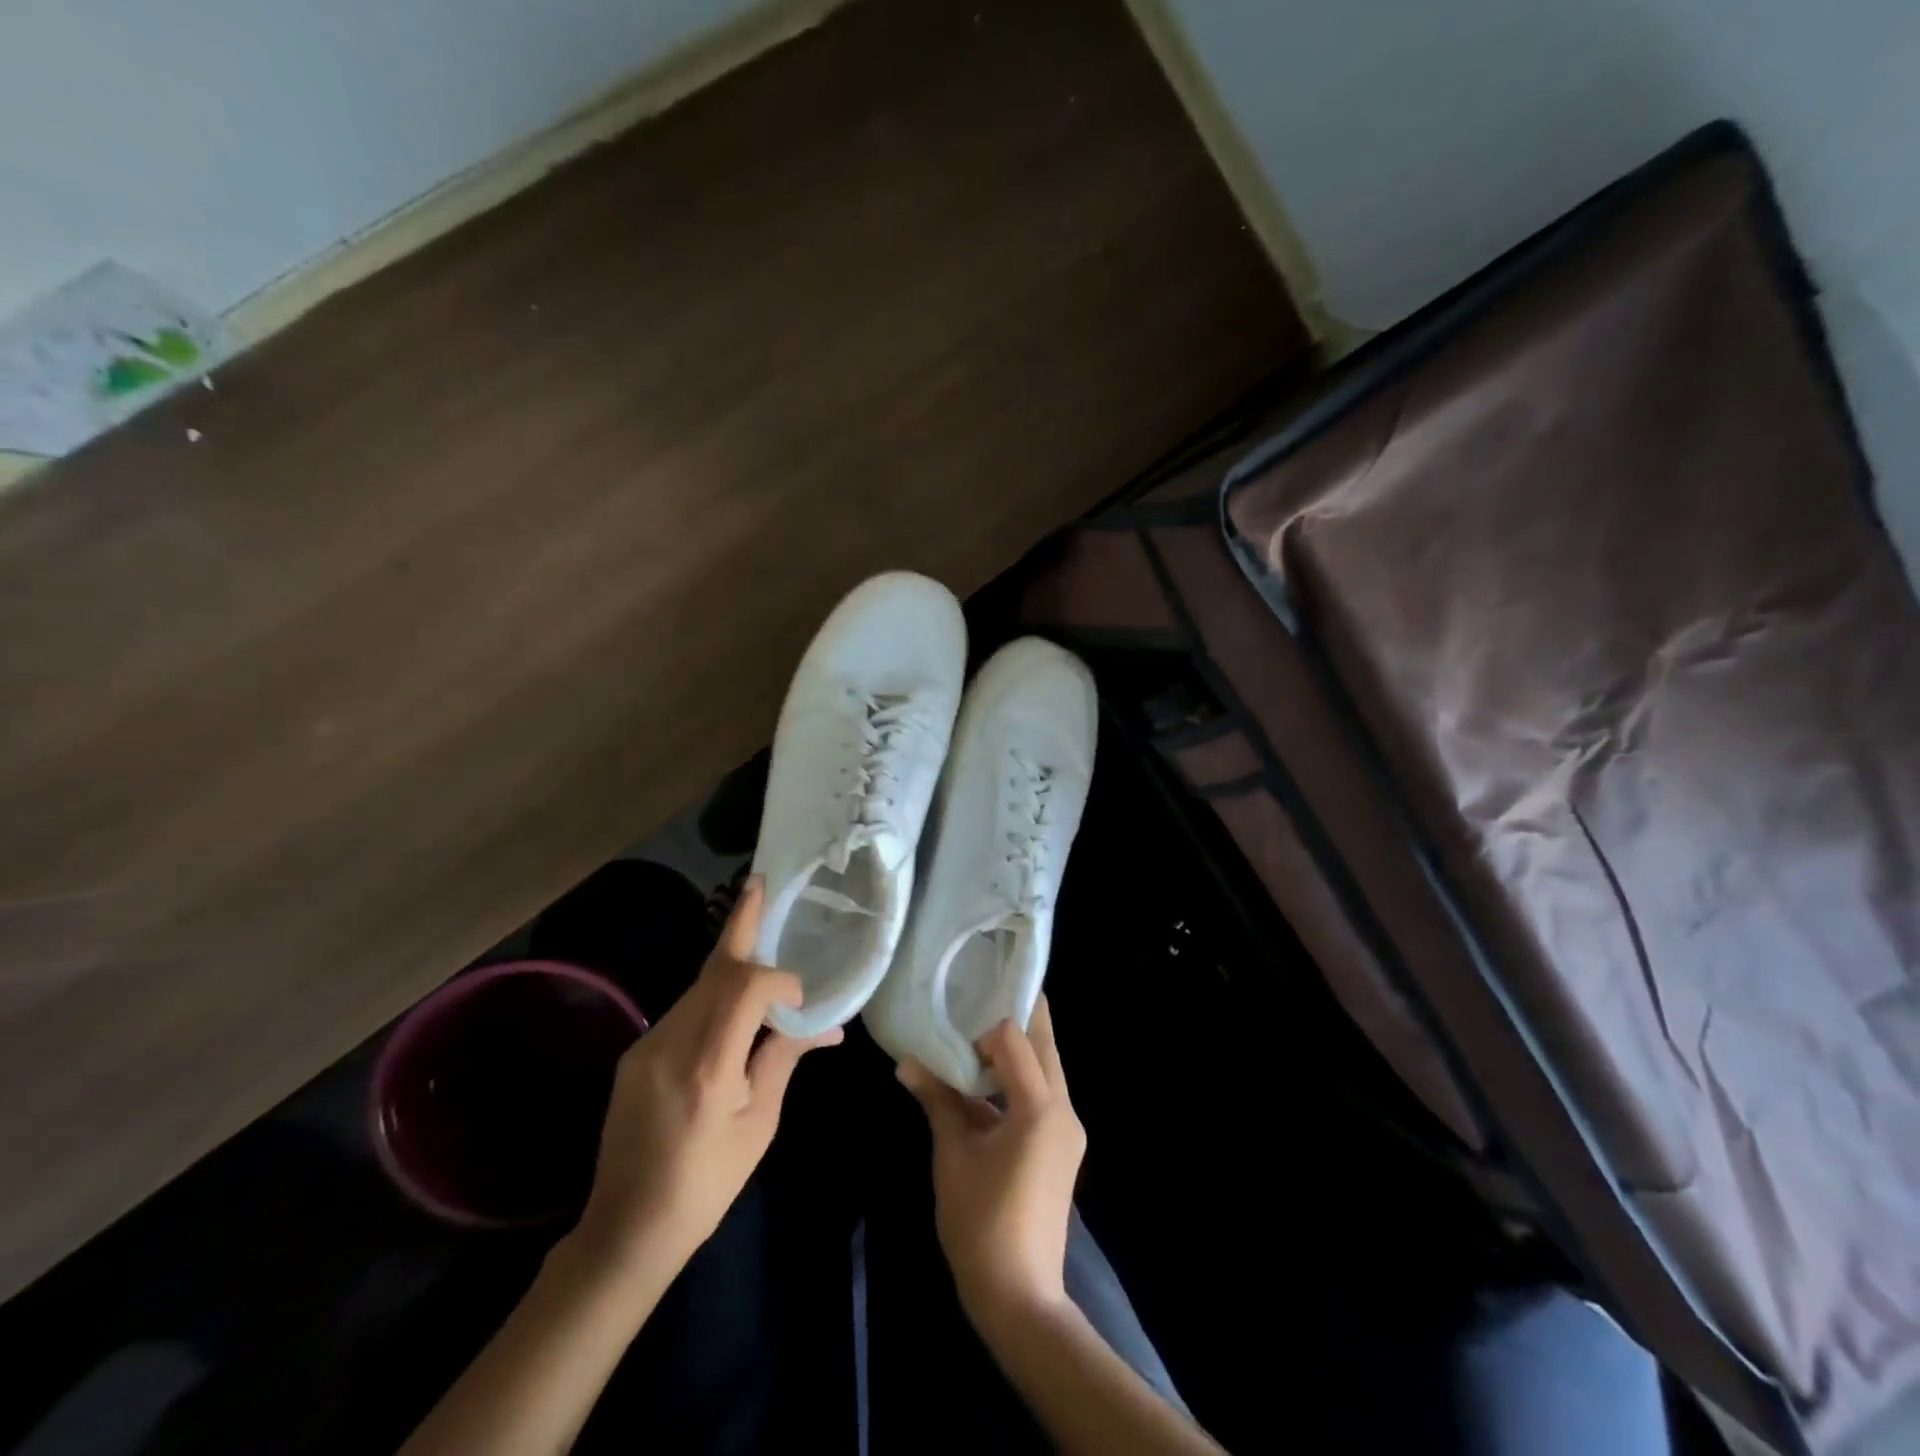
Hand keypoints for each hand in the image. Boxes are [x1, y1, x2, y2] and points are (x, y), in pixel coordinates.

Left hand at [573, 879, 839, 1283]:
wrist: (625, 1229)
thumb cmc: (706, 1184)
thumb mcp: (759, 1124)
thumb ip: (785, 1059)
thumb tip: (829, 1026)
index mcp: (708, 1067)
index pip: (743, 988)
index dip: (777, 977)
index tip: (800, 996)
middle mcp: (671, 1043)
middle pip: (713, 969)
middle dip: (740, 924)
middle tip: (761, 884)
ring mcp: (647, 1044)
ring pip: (698, 985)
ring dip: (731, 963)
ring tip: (761, 945)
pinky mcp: (637, 1052)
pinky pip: (684, 1008)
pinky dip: (714, 994)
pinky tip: (733, 1004)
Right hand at [896, 996, 1086, 1330]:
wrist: (1020, 1297)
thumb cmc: (981, 1223)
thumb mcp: (952, 1155)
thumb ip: (937, 1100)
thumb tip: (907, 1062)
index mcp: (1041, 1107)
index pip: (1017, 1038)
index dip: (986, 1023)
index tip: (958, 1016)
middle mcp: (1063, 1110)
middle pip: (1043, 1044)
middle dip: (1013, 1019)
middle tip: (976, 998)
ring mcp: (1067, 1130)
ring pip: (1045, 1068)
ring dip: (1015, 1049)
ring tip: (973, 1033)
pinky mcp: (1061, 1146)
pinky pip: (1042, 1094)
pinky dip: (1016, 1079)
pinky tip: (983, 1080)